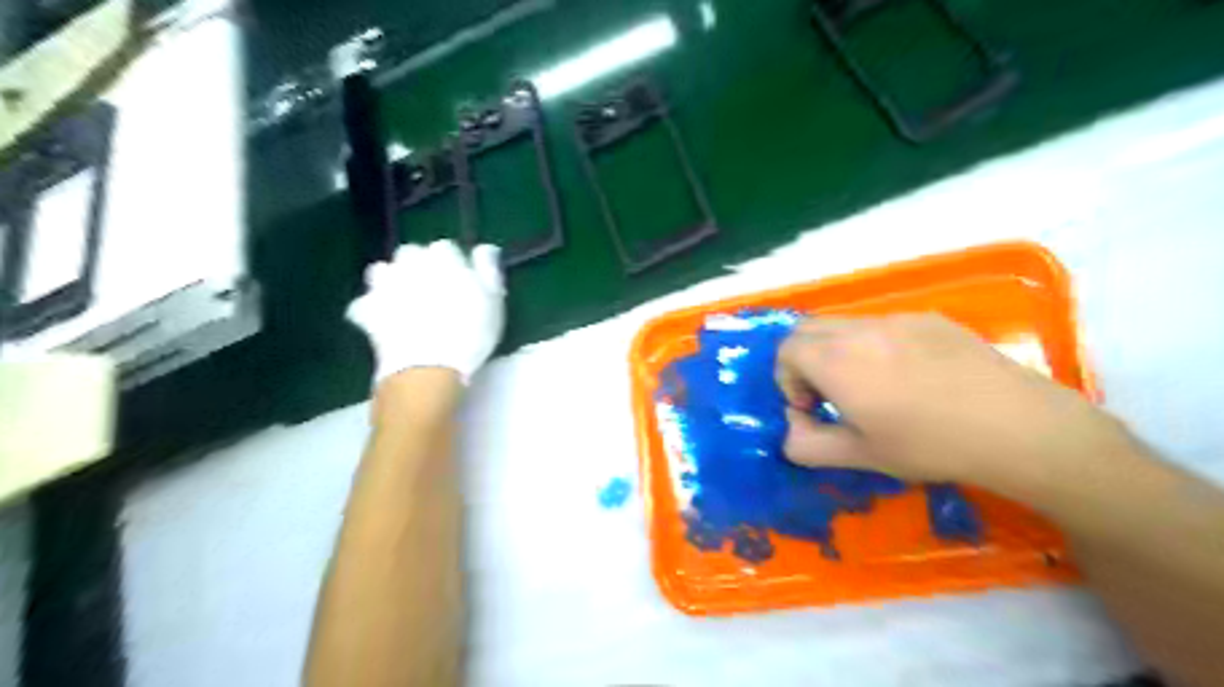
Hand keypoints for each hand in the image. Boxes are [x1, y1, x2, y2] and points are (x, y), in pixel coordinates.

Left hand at [348, 238, 507, 385]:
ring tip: (404, 301)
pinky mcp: (366, 309)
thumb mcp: (494, 302)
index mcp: (443, 257)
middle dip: (419, 266)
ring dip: (392, 281)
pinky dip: (372, 309)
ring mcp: (383, 284)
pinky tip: (382, 321)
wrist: (428, 366)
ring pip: (383, 271)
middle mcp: (410, 262)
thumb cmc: (470, 332)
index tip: (461, 281)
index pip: (446, 248)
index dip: (453, 264)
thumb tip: (485, 249)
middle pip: (411, 254)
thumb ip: (488, 270)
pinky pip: (365, 303)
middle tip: (432, 290)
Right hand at [774, 314, 1127, 490]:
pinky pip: (882, 324)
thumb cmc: (931, 445)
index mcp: (837, 361)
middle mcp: (860, 330)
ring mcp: (897, 319)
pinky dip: (873, 345)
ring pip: (844, 325)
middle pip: (808, 329)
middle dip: (805, 360)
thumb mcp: (861, 455)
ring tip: (870, 387)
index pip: (786, 350)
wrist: (1018, 426)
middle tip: (831, 395)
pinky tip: (911, 377)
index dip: (787, 380)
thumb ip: (808, 446)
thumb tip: (790, 431)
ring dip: (837, 351)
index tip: (812, 409)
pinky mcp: (929, 318)